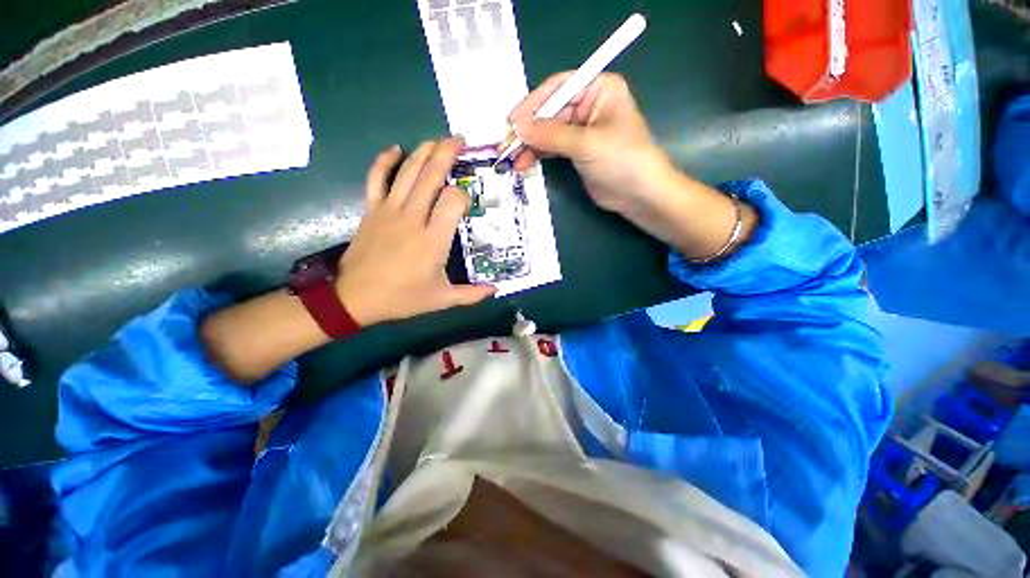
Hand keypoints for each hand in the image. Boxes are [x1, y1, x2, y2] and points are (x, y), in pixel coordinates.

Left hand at [336, 138, 495, 325]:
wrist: (354, 297)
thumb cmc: (401, 298)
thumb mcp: (441, 300)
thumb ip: (471, 294)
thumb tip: (496, 290)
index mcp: (433, 239)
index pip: (454, 201)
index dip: (464, 196)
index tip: (468, 203)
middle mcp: (413, 218)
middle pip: (431, 176)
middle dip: (447, 154)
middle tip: (460, 139)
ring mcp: (389, 210)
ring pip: (408, 172)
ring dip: (424, 151)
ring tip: (438, 140)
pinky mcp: (372, 210)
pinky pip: (377, 177)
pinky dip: (385, 160)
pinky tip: (396, 149)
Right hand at [509, 73, 757, 261]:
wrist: (639, 195)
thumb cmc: (621, 160)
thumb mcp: (586, 144)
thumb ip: (550, 135)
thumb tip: (518, 127)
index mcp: (598, 89)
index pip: (558, 88)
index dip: (533, 104)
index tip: (511, 122)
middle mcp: (589, 105)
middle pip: (550, 111)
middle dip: (528, 130)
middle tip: (506, 145)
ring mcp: (582, 130)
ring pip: (548, 132)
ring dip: (529, 145)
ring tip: (511, 160)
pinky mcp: (577, 151)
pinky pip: (552, 148)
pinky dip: (537, 155)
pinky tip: (524, 163)